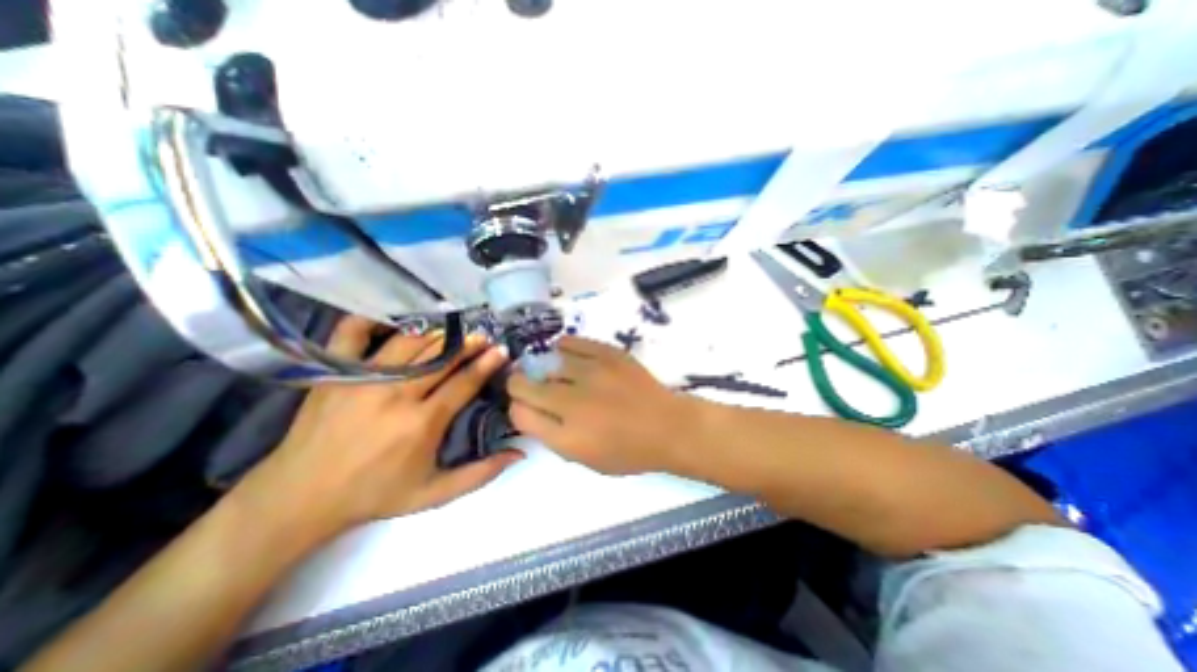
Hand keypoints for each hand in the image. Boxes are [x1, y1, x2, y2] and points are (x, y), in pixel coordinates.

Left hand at [237, 318, 522, 541]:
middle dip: (468, 344)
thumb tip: (520, 453)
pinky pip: (353, 334)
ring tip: (453, 331)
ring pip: (410, 343)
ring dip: (437, 334)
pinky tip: (392, 321)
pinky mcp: (335, 373)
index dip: (486, 364)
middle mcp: (396, 395)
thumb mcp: (433, 495)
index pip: (463, 383)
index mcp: (421, 423)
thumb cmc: (373, 495)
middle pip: (441, 358)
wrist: (298, 497)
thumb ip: (480, 474)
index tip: (502, 350)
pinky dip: (372, 322)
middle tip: (484, 336)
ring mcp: (363, 379)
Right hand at [505, 334, 702, 472]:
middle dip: (519, 384)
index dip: (516, 407)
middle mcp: (573, 402)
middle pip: (525, 385)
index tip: (524, 404)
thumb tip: (531, 410)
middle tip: (527, 383)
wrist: (668, 426)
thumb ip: (553, 436)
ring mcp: (591, 373)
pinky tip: (564, 352)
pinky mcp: (608, 353)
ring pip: (547, 362)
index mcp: (567, 436)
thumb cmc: (629, 451)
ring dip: (544, 368)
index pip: (520, 413)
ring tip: (552, 370)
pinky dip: (563, 347)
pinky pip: (572, 342)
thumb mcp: (586, 459)